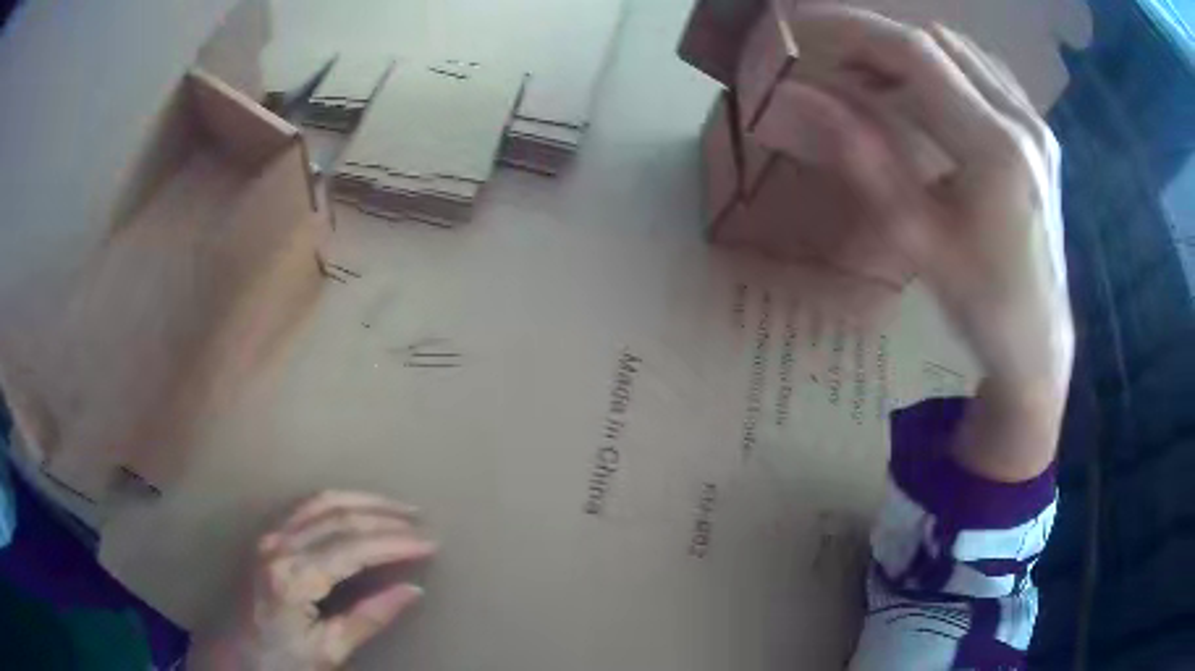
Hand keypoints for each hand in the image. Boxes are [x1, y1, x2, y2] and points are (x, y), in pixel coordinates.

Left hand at [188, 491, 436, 670]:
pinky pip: (304, 507)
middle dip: (384, 517)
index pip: (354, 548)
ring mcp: (267, 536)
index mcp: (294, 577)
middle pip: (339, 517)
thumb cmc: (279, 660)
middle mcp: (278, 545)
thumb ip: (369, 618)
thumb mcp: (328, 651)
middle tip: (422, 522)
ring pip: (320, 502)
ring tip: (397, 508)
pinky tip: (353, 509)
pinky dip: (335, 502)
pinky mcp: (264, 537)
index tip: (430, 544)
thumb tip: (413, 591)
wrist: (231, 657)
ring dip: (361, 501)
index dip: (395, 543)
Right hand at [750, 7, 1073, 478]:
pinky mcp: (1041, 137)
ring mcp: (1036, 126)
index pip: (915, 54)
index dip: (852, 29)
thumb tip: (799, 98)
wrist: (1039, 344)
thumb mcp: (918, 238)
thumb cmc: (982, 306)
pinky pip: (988, 74)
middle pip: (939, 43)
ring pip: (963, 52)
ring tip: (871, 78)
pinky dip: (945, 67)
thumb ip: (863, 157)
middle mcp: (1021, 121)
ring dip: (910, 52)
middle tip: (831, 63)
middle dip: (876, 40)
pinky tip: (926, 93)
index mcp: (995, 148)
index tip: (800, 24)